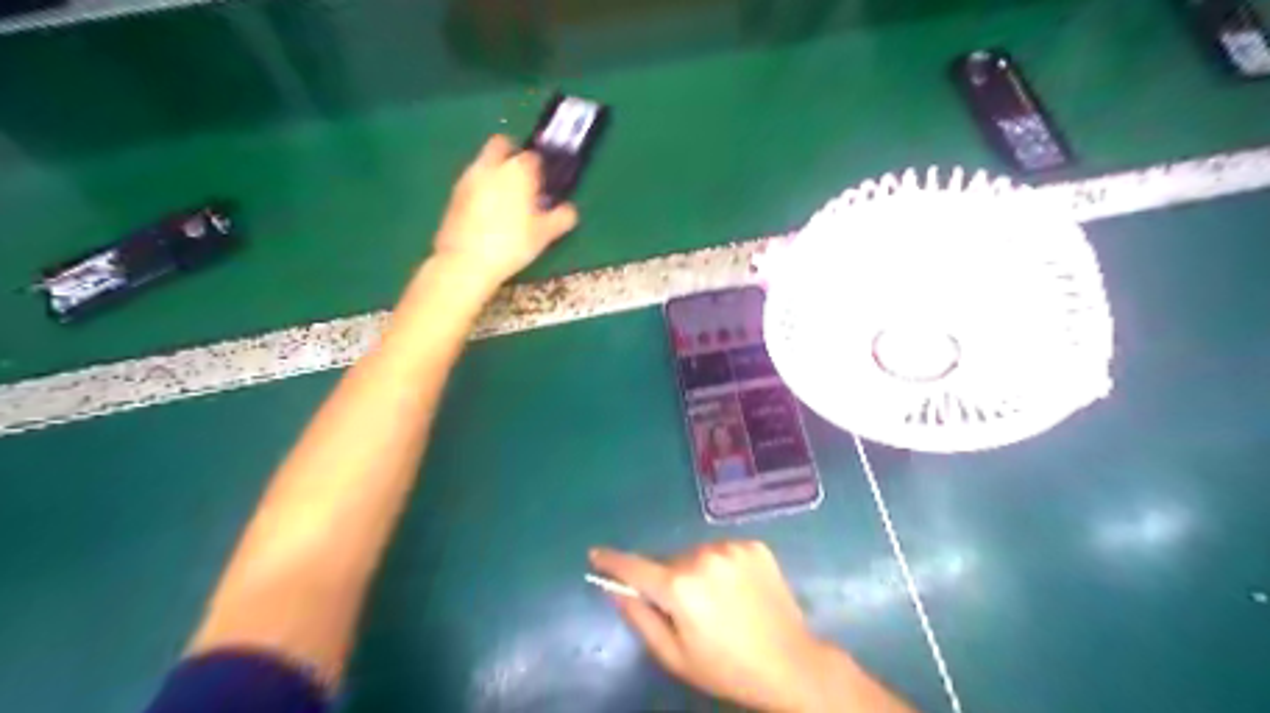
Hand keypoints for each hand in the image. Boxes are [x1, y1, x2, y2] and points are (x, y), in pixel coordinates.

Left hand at [434, 135, 579, 287]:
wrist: (466, 262)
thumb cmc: (511, 244)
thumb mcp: (545, 235)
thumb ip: (562, 217)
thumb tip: (569, 210)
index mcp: (517, 171)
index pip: (533, 156)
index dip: (541, 169)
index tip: (544, 185)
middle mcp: (491, 166)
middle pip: (501, 145)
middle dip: (512, 155)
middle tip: (522, 181)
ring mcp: (469, 178)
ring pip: (484, 163)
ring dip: (495, 173)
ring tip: (505, 202)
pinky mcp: (454, 194)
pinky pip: (472, 182)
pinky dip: (481, 190)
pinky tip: (487, 214)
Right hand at [592, 540, 836, 711]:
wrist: (790, 663)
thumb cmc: (726, 667)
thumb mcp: (675, 655)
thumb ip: (640, 618)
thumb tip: (615, 590)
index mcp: (679, 587)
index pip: (634, 567)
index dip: (612, 561)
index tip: (595, 554)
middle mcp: (702, 557)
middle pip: (670, 562)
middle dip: (670, 580)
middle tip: (688, 609)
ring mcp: (731, 547)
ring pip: (698, 554)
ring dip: (698, 570)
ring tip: (719, 601)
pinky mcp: (754, 545)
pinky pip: (724, 550)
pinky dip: (723, 565)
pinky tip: (739, 589)